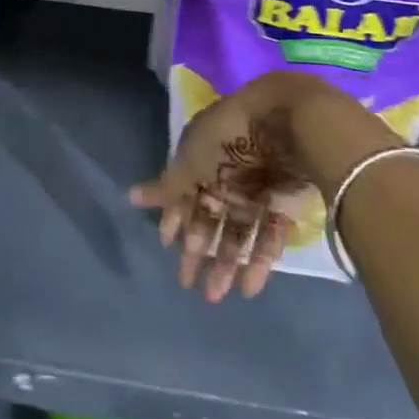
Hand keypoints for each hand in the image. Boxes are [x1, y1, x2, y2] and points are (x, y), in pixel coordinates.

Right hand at [129, 72, 397, 301]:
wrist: (287, 123)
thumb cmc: (229, 138)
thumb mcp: (191, 161)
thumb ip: (167, 187)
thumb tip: (131, 197)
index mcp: (200, 159)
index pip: (183, 194)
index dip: (175, 221)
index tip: (167, 247)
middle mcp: (226, 175)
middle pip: (209, 217)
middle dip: (198, 251)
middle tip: (188, 284)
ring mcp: (256, 190)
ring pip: (238, 231)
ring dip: (226, 262)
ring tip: (217, 294)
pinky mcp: (284, 203)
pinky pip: (269, 235)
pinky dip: (259, 261)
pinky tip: (248, 287)